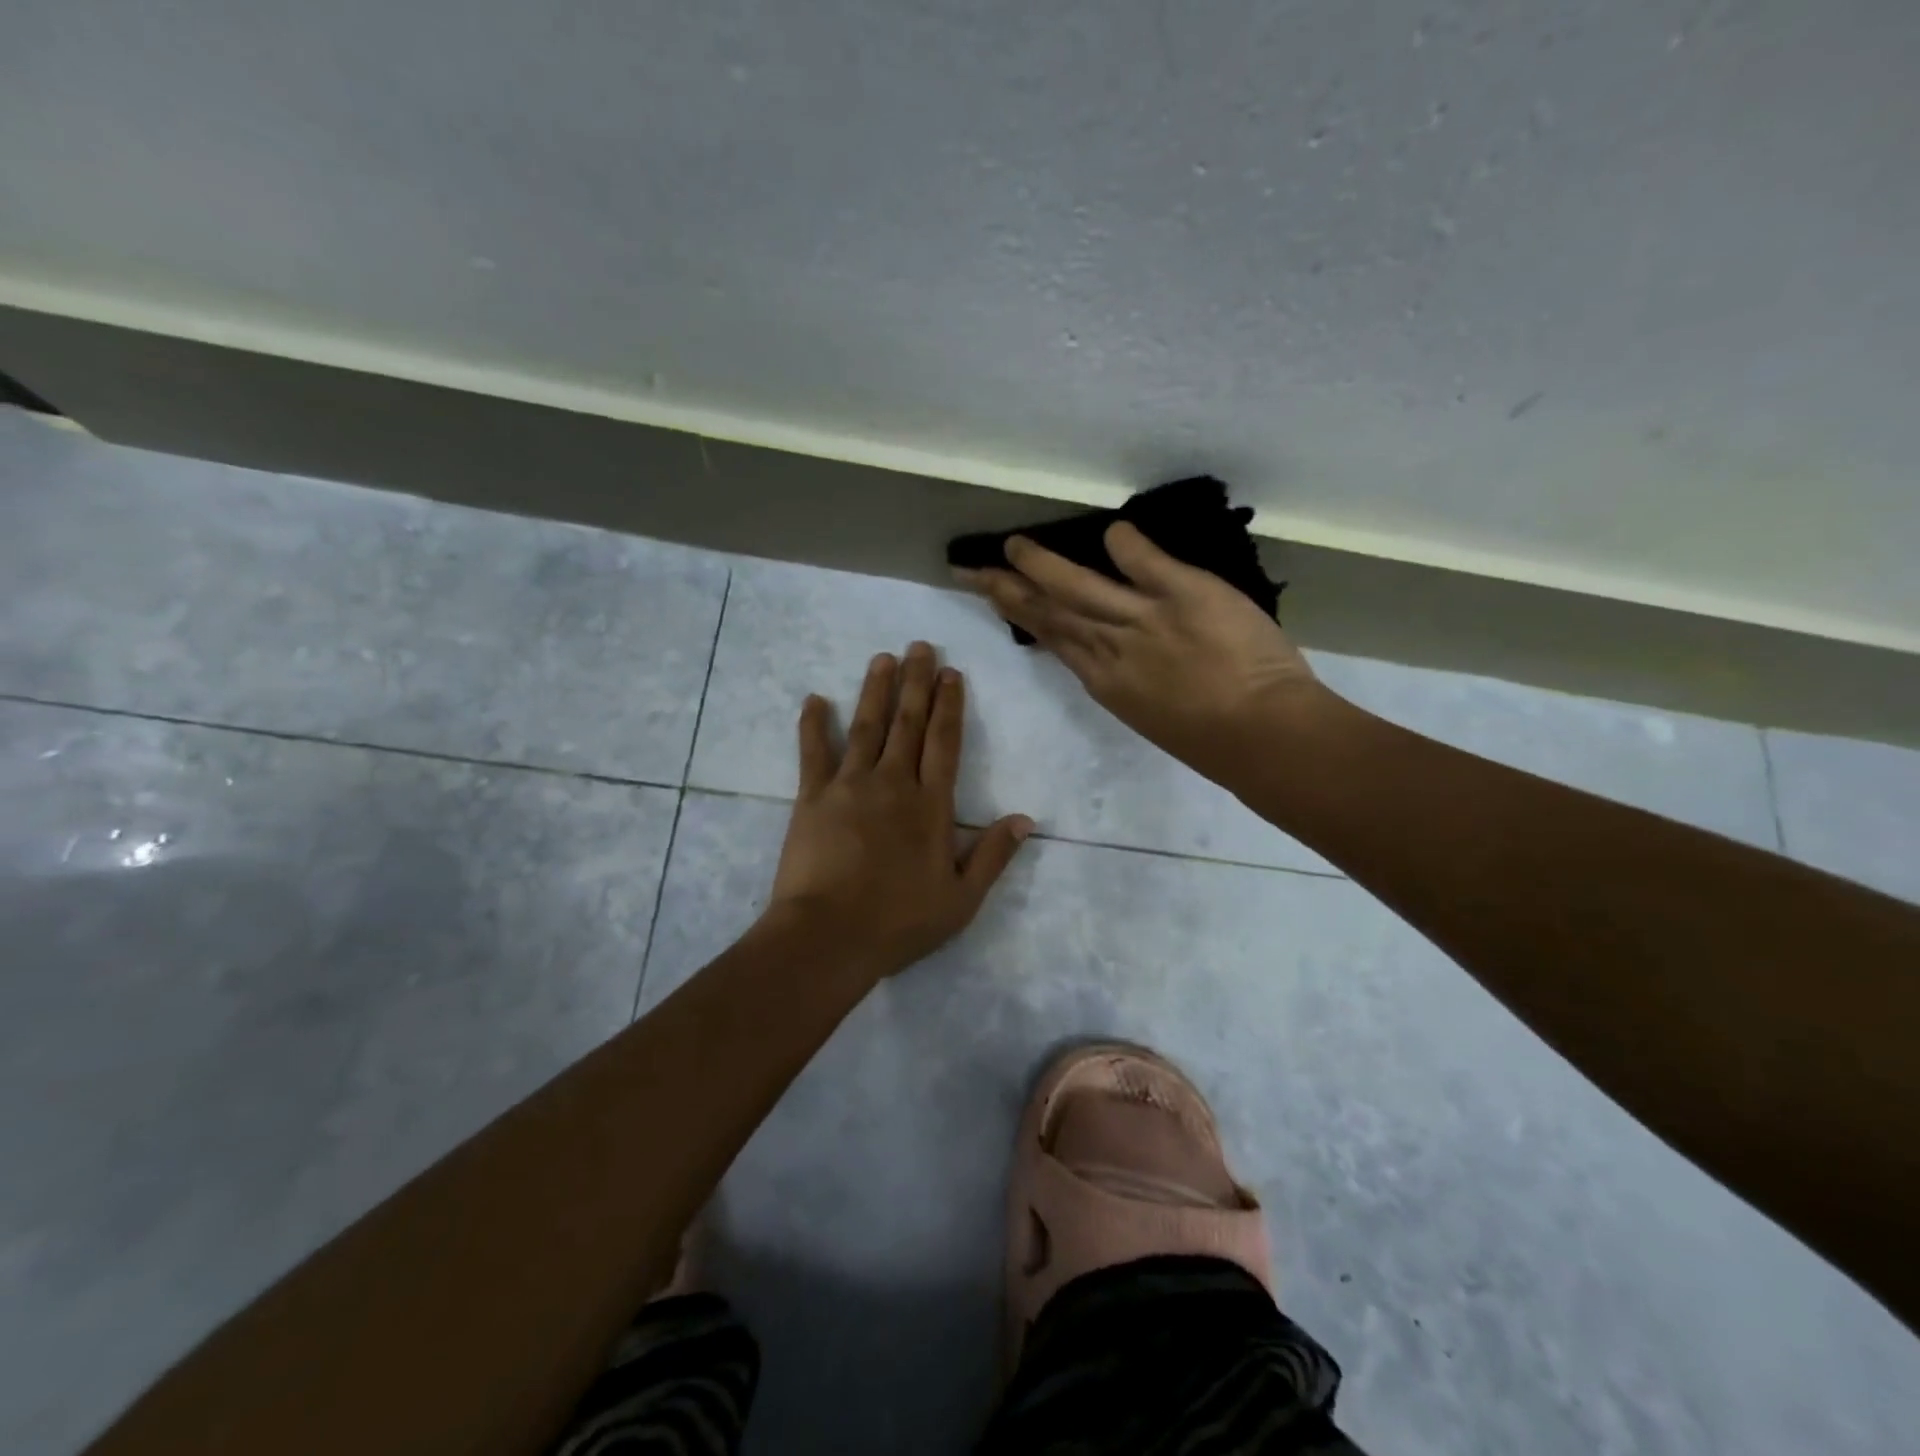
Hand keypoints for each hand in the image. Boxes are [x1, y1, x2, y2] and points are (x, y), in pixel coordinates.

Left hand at [765, 642, 1033, 983]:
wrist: (828, 936)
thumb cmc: (899, 922)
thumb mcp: (961, 899)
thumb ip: (993, 855)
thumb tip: (1025, 819)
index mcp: (931, 805)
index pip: (944, 743)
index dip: (949, 706)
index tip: (951, 673)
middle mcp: (894, 783)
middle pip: (908, 723)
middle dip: (916, 683)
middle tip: (920, 646)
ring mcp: (850, 786)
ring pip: (867, 726)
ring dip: (875, 690)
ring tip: (883, 658)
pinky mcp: (812, 797)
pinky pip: (813, 753)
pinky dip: (813, 725)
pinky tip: (815, 699)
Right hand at [954, 522, 1329, 777]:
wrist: (1261, 737)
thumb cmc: (1214, 741)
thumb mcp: (1153, 713)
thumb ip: (1131, 678)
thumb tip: (1115, 655)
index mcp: (1106, 681)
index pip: (1054, 639)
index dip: (1022, 616)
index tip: (998, 598)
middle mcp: (1111, 648)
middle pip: (1050, 613)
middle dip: (1007, 590)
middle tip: (972, 570)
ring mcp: (1143, 619)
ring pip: (1080, 588)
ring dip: (1043, 566)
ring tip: (1014, 545)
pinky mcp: (1184, 595)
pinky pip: (1146, 563)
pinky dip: (1126, 545)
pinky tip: (1109, 531)